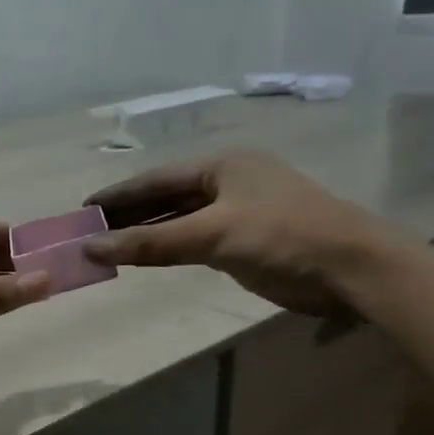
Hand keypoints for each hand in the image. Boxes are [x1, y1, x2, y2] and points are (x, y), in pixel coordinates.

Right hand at [84, 151, 392, 314]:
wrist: (350, 268)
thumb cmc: (281, 236)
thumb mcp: (211, 234)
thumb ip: (151, 242)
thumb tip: (92, 247)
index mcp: (222, 166)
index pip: (157, 179)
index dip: (119, 194)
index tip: (84, 208)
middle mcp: (228, 183)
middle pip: (166, 197)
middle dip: (129, 214)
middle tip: (90, 231)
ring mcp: (238, 213)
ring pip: (180, 220)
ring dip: (148, 233)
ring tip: (109, 246)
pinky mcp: (245, 242)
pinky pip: (195, 240)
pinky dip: (170, 248)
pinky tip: (148, 257)